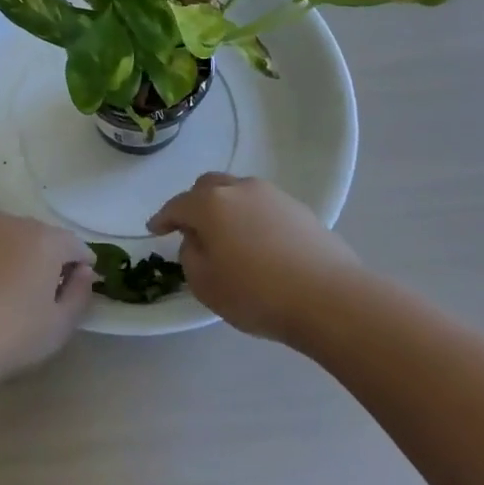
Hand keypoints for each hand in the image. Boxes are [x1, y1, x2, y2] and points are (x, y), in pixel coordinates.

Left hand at [0, 204, 94, 389]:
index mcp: (47, 241)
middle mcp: (16, 224)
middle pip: (44, 235)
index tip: (78, 286)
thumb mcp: (59, 326)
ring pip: (12, 231)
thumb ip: (80, 294)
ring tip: (13, 279)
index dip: (82, 265)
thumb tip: (84, 271)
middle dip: (51, 255)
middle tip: (46, 287)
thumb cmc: (11, 337)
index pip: (75, 245)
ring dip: (20, 248)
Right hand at [149, 174, 367, 343]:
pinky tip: (258, 244)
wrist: (328, 298)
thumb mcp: (205, 284)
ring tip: (227, 237)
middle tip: (191, 228)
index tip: (154, 228)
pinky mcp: (300, 210)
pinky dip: (252, 219)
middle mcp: (240, 189)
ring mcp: (273, 196)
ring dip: (226, 209)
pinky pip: (264, 207)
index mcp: (211, 204)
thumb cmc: (256, 293)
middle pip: (209, 187)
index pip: (178, 205)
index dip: (163, 218)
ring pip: (239, 193)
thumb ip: (191, 255)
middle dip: (195, 204)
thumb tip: (198, 239)